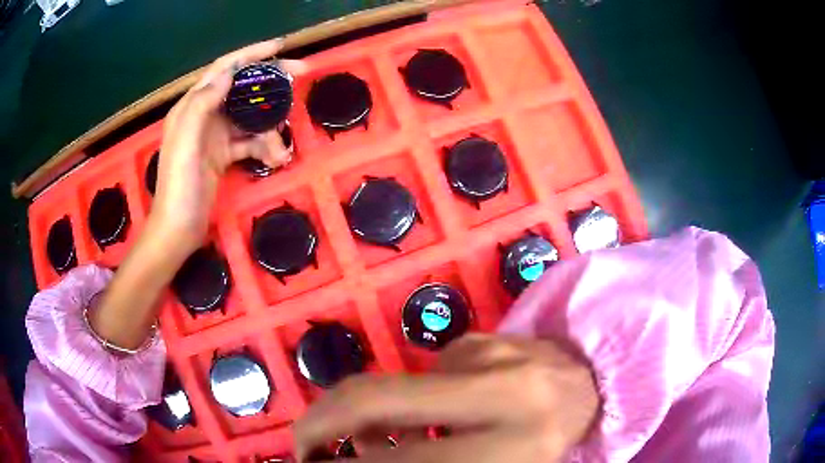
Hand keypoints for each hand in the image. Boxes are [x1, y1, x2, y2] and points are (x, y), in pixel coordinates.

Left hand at [150, 39, 306, 251]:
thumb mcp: (186, 144)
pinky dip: (264, 146)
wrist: (178, 229)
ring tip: (281, 149)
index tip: (281, 47)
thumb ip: (203, 105)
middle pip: (242, 87)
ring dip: (269, 127)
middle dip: (270, 82)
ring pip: (250, 116)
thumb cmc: (179, 187)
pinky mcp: (223, 154)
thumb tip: (230, 74)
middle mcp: (204, 114)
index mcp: (192, 107)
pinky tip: (276, 159)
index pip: (224, 69)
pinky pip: (249, 140)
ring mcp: (215, 134)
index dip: (252, 54)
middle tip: (301, 75)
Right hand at [293, 334, 599, 462]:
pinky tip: (442, 410)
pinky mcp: (485, 335)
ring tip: (374, 437)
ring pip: (394, 388)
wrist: (595, 385)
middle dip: (324, 419)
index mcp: (514, 447)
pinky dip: (415, 399)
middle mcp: (502, 392)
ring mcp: (491, 352)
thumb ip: (428, 461)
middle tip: (307, 441)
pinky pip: (426, 373)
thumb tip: (367, 456)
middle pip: (376, 399)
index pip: (408, 461)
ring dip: (368, 416)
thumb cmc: (548, 442)